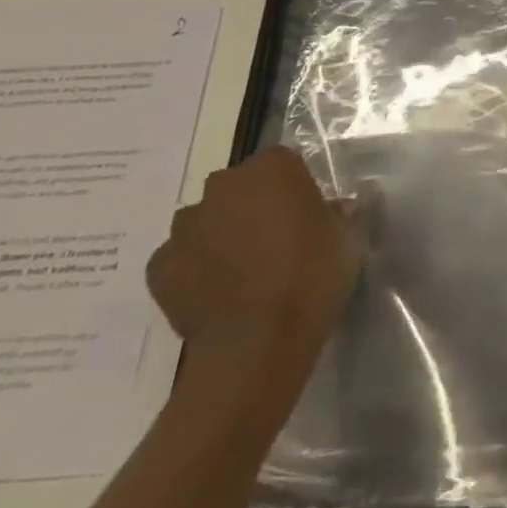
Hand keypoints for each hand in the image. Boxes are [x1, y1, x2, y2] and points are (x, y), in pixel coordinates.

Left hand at [146, 146, 367, 368]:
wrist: (256, 345)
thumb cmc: (311, 278)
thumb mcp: (347, 240)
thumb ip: (338, 215)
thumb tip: (337, 208)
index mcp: (272, 168)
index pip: (283, 162)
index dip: (295, 187)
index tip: (306, 213)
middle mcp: (222, 186)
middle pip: (240, 187)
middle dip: (254, 206)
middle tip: (277, 240)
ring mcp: (185, 226)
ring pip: (208, 220)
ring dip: (222, 234)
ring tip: (244, 270)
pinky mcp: (159, 266)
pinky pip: (182, 257)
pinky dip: (196, 267)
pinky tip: (216, 291)